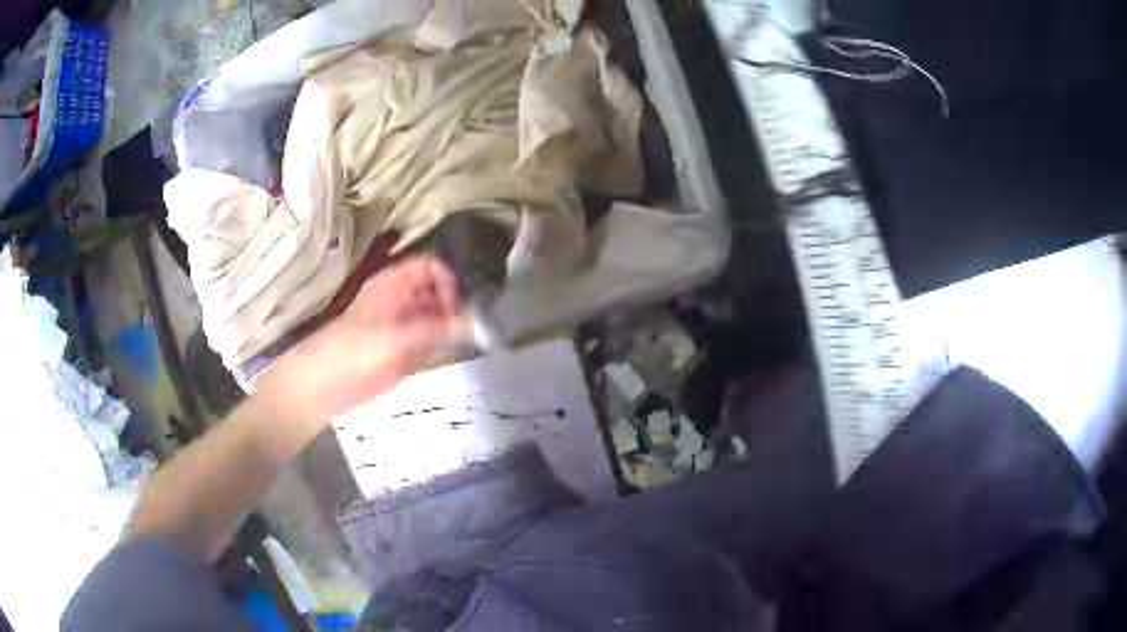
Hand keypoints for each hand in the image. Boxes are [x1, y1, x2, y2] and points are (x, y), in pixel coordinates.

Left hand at [254, 256, 467, 445]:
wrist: (323, 386)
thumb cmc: (351, 353)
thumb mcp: (395, 339)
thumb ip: (437, 330)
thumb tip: (478, 322)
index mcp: (394, 284)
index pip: (431, 267)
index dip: (450, 281)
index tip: (462, 307)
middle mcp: (402, 299)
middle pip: (439, 290)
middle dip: (458, 304)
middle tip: (476, 326)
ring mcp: (404, 324)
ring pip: (439, 316)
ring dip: (454, 325)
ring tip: (472, 340)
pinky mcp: (405, 350)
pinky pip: (433, 340)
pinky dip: (446, 344)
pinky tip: (455, 353)